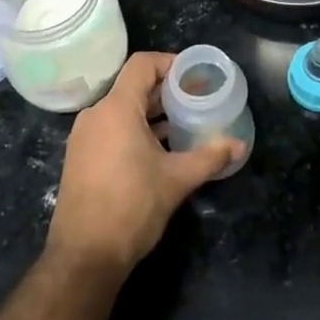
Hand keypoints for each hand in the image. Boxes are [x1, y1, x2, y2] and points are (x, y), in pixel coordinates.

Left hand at [46, 52, 240, 275]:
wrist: (85, 256)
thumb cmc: (132, 207)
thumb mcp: (177, 180)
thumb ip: (209, 157)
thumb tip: (239, 145)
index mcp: (116, 109)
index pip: (142, 65)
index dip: (169, 63)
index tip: (194, 75)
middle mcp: (95, 115)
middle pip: (132, 87)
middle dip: (165, 90)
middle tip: (196, 99)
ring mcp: (84, 138)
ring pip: (121, 110)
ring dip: (151, 112)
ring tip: (182, 123)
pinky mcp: (80, 158)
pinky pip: (111, 129)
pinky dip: (135, 130)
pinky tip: (159, 149)